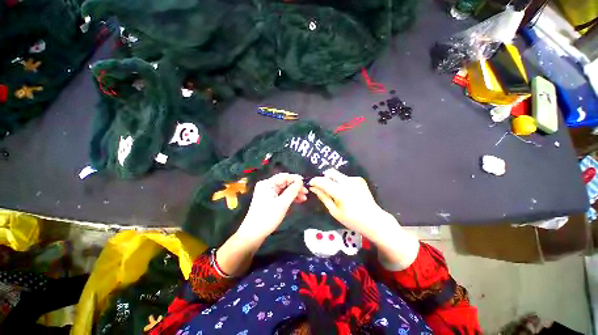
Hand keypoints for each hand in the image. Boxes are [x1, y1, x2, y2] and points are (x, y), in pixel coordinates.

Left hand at [237, 173, 307, 240]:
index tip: (305, 183)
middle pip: (284, 182)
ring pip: (284, 189)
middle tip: (306, 192)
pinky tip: (297, 200)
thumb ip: (292, 191)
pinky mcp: (269, 199)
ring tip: (304, 198)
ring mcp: (267, 193)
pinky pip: (281, 195)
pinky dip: (289, 197)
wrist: (253, 233)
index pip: (284, 176)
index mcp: (267, 184)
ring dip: (294, 192)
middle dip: (296, 187)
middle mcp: (267, 186)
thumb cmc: (267, 217)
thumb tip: (300, 182)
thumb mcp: (282, 204)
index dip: (295, 179)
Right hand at [310, 169, 419, 269]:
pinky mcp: (359, 179)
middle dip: (324, 178)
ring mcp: (355, 179)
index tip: (310, 184)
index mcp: (340, 191)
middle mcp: (347, 181)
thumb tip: (314, 188)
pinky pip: (345, 178)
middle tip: (322, 187)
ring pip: (338, 175)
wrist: (374, 220)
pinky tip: (346, 193)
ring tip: (335, 193)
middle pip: (330, 172)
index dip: (315, 181)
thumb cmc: (352, 219)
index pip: (323, 181)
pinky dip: (341, 183)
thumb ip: (323, 197)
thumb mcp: (334, 211)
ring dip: (333, 180)